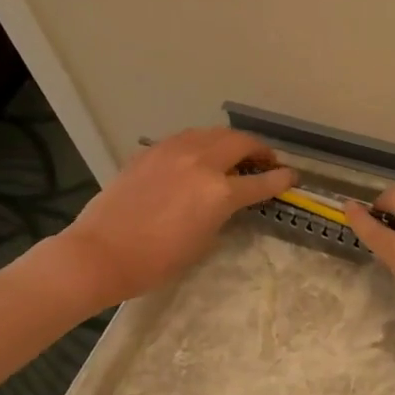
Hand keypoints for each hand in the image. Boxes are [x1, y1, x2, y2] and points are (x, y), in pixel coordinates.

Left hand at [55, 128, 295, 309]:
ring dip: (229, 141)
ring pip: (211, 133)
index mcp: (219, 192)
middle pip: (239, 142)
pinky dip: (200, 144)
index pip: (262, 181)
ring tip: (233, 154)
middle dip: (259, 150)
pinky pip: (184, 139)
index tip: (292, 177)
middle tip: (265, 162)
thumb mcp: (204, 241)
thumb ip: (222, 213)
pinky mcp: (150, 153)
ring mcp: (172, 152)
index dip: (281, 179)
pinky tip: (197, 157)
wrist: (102, 253)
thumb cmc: (158, 261)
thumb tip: (227, 201)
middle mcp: (200, 163)